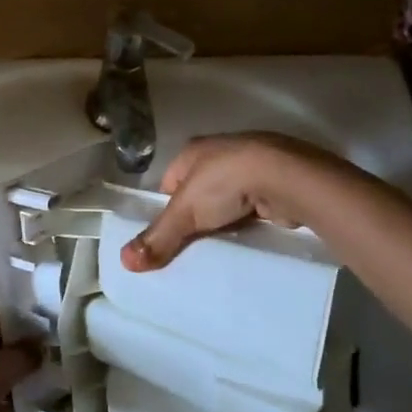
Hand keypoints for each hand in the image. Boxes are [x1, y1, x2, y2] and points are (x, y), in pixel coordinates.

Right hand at [120, 131, 360, 271]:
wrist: (287, 177)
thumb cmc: (226, 183)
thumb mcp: (185, 212)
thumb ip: (157, 237)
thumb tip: (124, 261)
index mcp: (193, 150)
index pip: (169, 183)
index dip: (167, 210)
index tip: (169, 237)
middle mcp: (221, 152)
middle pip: (199, 191)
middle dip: (198, 216)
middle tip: (193, 247)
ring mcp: (252, 164)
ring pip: (229, 199)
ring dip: (226, 219)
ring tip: (222, 246)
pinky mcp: (277, 181)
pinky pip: (255, 205)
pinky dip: (252, 220)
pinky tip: (251, 238)